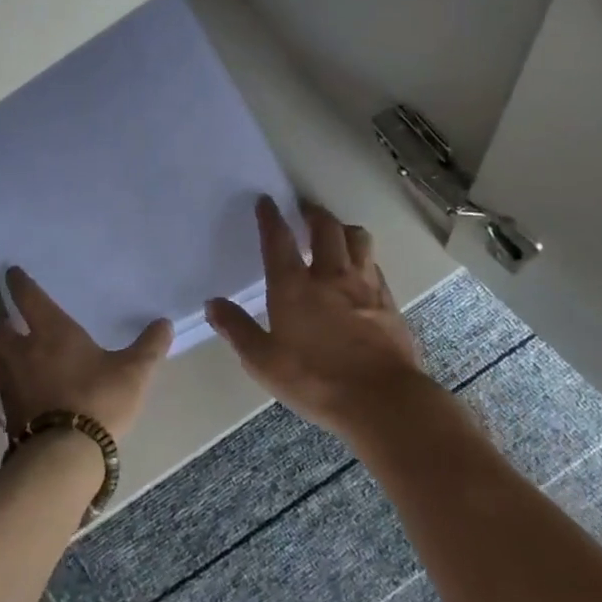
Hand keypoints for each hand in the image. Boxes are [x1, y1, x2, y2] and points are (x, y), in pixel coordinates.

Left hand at [0, 266, 171, 439]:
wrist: (64, 455)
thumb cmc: (98, 399)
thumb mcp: (133, 372)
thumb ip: (149, 347)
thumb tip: (164, 323)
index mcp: (52, 332)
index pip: (29, 298)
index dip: (19, 284)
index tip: (11, 273)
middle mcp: (23, 352)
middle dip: (0, 325)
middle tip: (7, 324)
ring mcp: (10, 384)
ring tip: (1, 356)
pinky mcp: (6, 414)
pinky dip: (0, 385)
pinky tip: (13, 393)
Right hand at [206, 197, 429, 439]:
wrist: (382, 401)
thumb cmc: (315, 380)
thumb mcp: (264, 362)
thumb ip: (238, 329)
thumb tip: (213, 304)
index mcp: (294, 287)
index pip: (279, 240)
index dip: (270, 217)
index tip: (266, 201)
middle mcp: (330, 276)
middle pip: (325, 228)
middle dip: (313, 214)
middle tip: (304, 210)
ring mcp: (364, 287)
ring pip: (357, 239)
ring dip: (343, 229)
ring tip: (335, 232)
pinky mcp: (388, 302)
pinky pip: (375, 266)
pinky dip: (364, 259)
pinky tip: (361, 270)